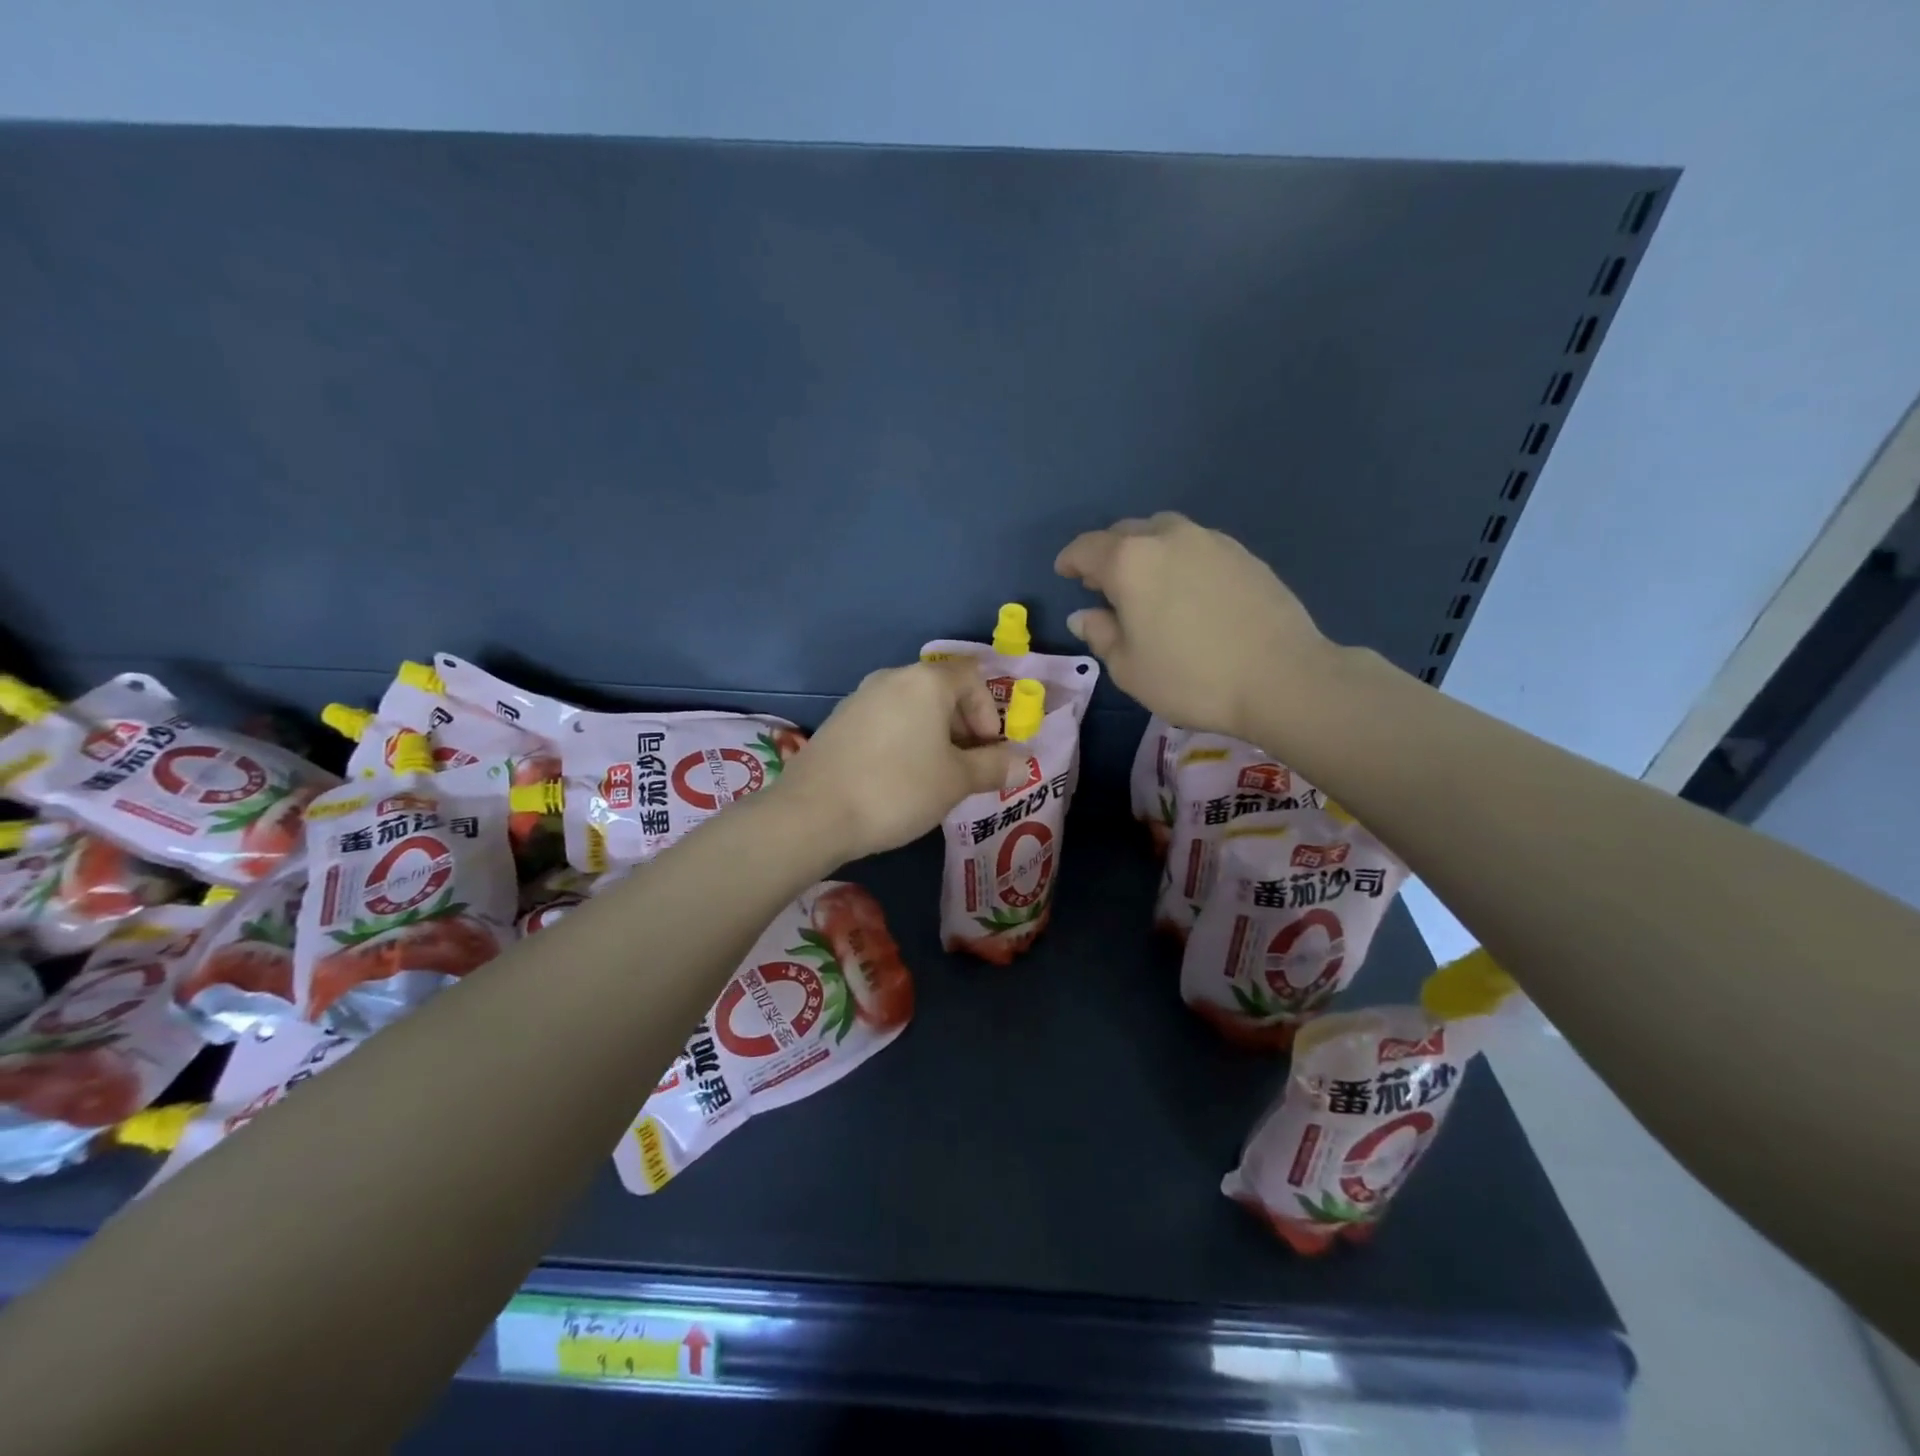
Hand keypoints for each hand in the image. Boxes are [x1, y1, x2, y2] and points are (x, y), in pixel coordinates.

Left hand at [776, 660, 1020, 861]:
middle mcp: (891, 678)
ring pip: (911, 707)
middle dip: (962, 726)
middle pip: (941, 690)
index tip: (988, 750)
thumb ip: (993, 767)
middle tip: (967, 767)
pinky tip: (897, 779)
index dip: (989, 712)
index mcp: (926, 681)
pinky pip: (885, 722)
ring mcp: (859, 697)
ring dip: (933, 735)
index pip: (972, 677)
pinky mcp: (838, 722)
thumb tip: (1023, 763)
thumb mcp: (956, 781)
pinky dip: (902, 740)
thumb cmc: (898, 788)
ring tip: (934, 777)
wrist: (813, 813)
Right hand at [1055, 512, 1332, 739]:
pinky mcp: (1243, 554)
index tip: (1065, 573)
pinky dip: (1179, 559)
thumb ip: (1101, 634)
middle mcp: (1168, 537)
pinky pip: (1196, 546)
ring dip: (1145, 551)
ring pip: (1164, 533)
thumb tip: (1084, 615)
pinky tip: (1187, 591)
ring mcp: (1211, 540)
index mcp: (1130, 561)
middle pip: (1125, 532)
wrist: (1282, 677)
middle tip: (1103, 584)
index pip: (1086, 548)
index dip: (1070, 560)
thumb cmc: (1191, 678)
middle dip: (1107, 553)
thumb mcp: (1129, 668)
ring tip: (1147, 584)